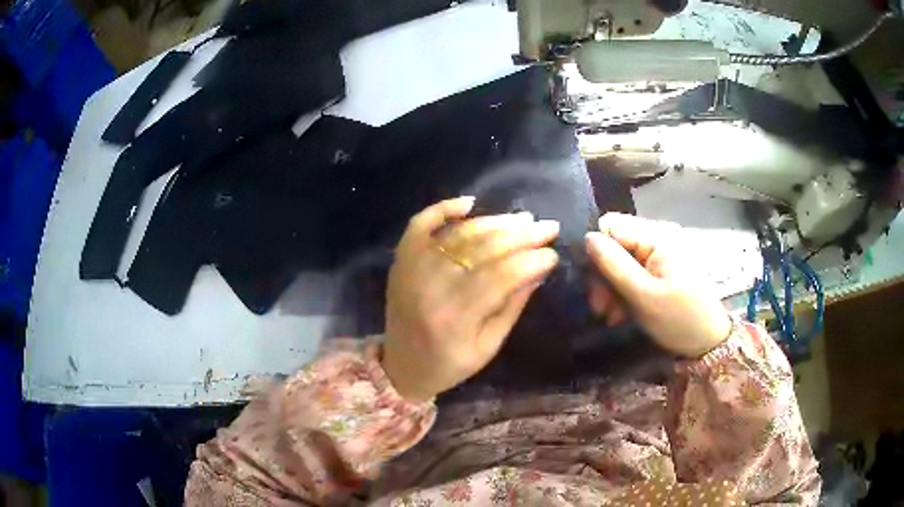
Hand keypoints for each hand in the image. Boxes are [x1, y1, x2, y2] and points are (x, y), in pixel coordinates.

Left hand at [382, 197, 559, 401]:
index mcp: (456, 317)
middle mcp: (432, 287)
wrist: (401, 365)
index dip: (531, 260)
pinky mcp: (401, 259)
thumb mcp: (488, 346)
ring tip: (523, 219)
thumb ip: (513, 306)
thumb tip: (539, 268)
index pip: (502, 276)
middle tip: (548, 227)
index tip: (553, 254)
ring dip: (495, 222)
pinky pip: (420, 224)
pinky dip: (443, 209)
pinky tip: (470, 203)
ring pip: (459, 233)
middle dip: (522, 235)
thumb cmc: (450, 364)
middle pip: (483, 249)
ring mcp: (412, 268)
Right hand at [585, 213, 730, 357]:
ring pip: (620, 263)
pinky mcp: (659, 273)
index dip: (595, 250)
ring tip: (609, 316)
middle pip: (614, 246)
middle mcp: (656, 240)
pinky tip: (620, 315)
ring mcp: (659, 257)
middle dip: (602, 276)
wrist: (710, 343)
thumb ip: (615, 265)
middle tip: (599, 308)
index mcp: (657, 237)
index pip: (611, 226)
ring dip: (610, 290)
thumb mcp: (644, 296)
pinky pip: (632, 276)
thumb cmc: (680, 319)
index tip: (590, 281)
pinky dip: (622, 295)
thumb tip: (587, 238)